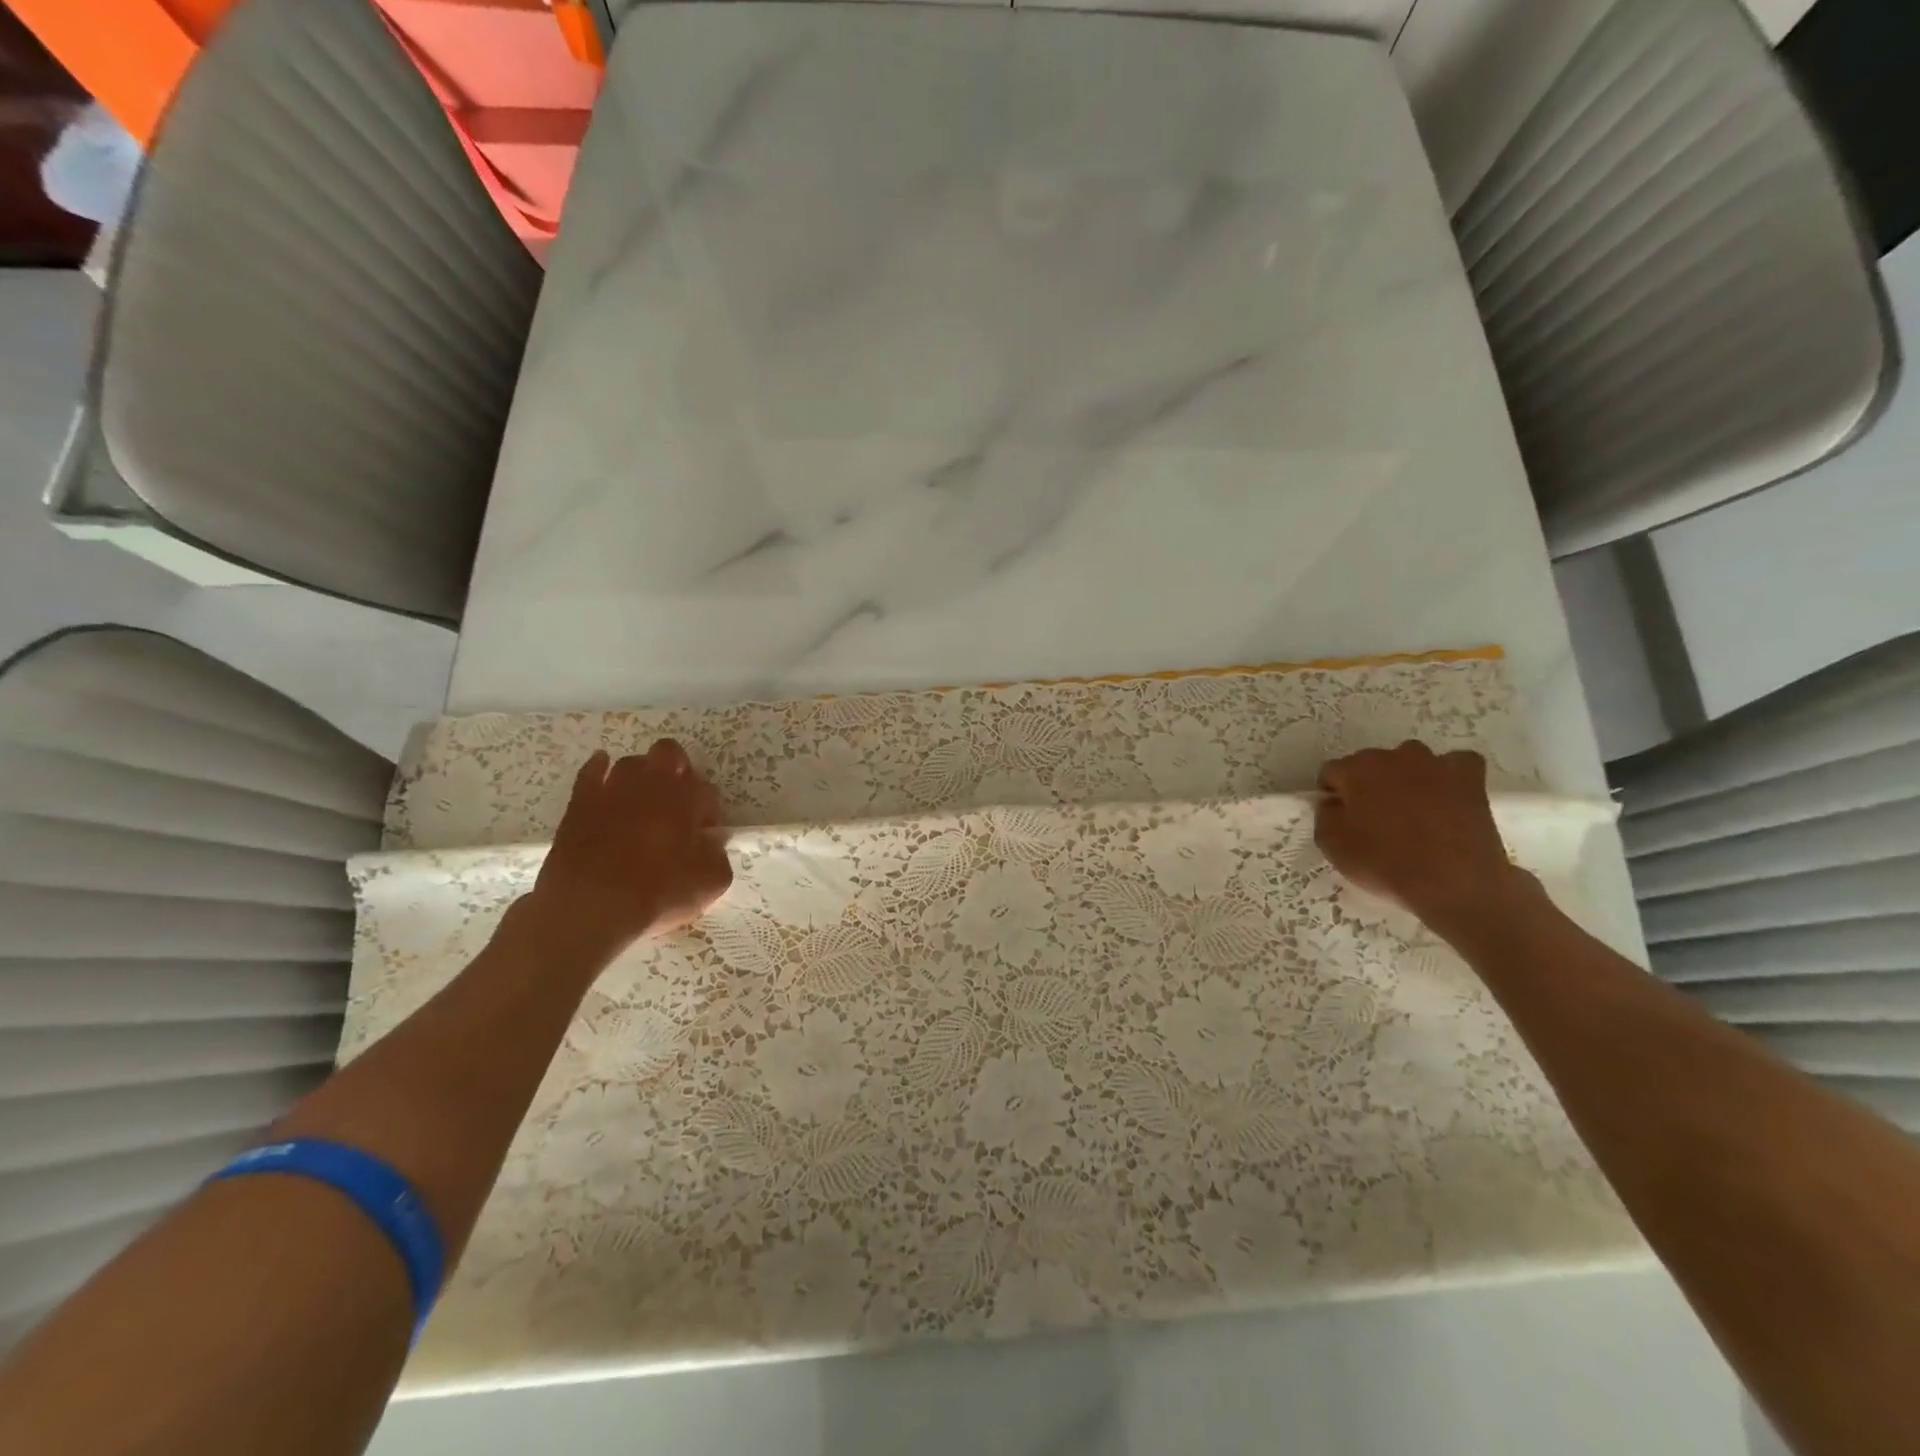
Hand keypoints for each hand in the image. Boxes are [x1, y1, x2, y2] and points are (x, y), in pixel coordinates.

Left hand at [528, 741, 733, 955]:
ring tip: (641, 800)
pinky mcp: (581, 801)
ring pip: (632, 762)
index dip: (707, 810)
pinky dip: (601, 768)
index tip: (702, 833)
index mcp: (687, 799)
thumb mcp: (710, 883)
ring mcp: (614, 788)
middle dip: (677, 770)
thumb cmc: (657, 894)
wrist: (590, 907)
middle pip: (670, 753)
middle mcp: (653, 784)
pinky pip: (592, 770)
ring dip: (641, 774)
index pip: (706, 789)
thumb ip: (718, 855)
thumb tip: (711, 842)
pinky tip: (604, 773)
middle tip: (677, 802)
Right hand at [1313, 742, 1530, 930]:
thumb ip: (1325, 815)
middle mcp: (1394, 756)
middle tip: (1374, 819)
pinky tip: (1446, 796)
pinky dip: (1449, 776)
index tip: (1339, 819)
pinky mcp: (1470, 779)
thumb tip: (1333, 803)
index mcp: (1356, 769)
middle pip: (1370, 763)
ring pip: (1410, 760)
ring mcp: (1435, 764)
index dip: (1332, 795)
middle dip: (1367, 785)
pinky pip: (1456, 764)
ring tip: (1411, 810)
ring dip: (1405, 778)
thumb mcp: (1332, 846)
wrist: (1454, 884)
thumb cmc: (1386, 864)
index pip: (1331, 772)